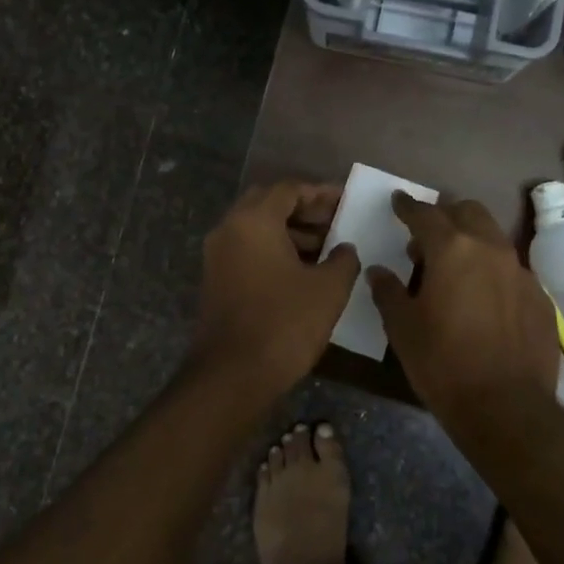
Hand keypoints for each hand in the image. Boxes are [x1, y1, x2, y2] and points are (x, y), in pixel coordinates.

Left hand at [190, 181, 359, 394]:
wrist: (233, 374)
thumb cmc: (285, 323)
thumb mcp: (328, 289)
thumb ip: (343, 259)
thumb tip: (345, 248)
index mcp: (253, 220)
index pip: (289, 189)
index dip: (321, 193)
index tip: (347, 202)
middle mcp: (228, 229)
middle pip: (269, 204)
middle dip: (305, 211)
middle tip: (336, 223)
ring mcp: (217, 256)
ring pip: (257, 229)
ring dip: (291, 233)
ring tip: (327, 250)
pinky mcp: (216, 280)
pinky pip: (248, 251)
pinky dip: (274, 251)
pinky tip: (303, 272)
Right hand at [368, 193, 557, 428]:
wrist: (506, 408)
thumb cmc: (442, 363)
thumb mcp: (402, 328)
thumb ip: (388, 292)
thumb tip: (379, 272)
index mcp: (452, 250)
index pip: (425, 214)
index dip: (407, 206)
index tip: (398, 201)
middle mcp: (491, 249)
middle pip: (468, 212)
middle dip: (446, 215)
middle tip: (426, 236)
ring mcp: (522, 272)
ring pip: (494, 238)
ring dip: (471, 241)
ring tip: (454, 266)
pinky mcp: (541, 298)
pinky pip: (512, 271)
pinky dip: (493, 272)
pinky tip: (483, 299)